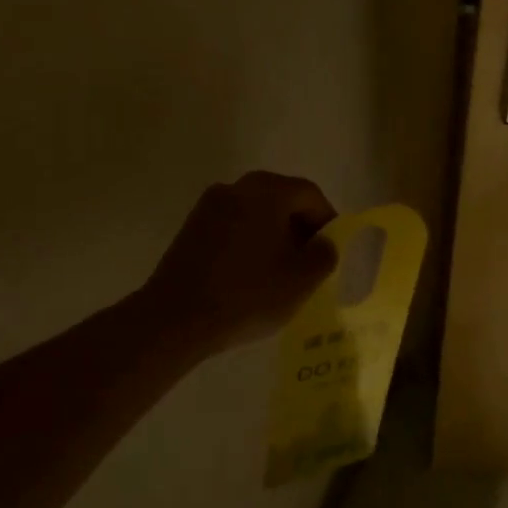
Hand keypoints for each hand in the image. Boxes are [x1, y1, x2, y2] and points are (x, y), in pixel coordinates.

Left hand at [143, 172, 338, 353]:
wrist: (175, 319)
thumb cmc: (247, 294)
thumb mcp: (301, 280)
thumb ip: (324, 255)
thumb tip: (324, 243)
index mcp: (267, 191)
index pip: (309, 194)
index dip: (327, 220)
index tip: (332, 249)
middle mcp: (236, 188)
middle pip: (280, 198)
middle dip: (300, 226)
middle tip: (309, 259)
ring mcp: (209, 206)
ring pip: (255, 212)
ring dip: (273, 234)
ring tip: (280, 270)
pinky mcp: (190, 229)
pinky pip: (232, 226)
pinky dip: (248, 242)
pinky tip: (250, 274)